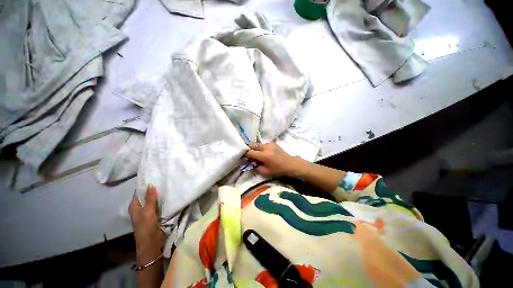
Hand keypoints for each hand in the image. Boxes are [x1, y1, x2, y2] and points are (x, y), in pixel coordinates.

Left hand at [129, 184, 164, 264]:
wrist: (152, 244)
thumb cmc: (146, 227)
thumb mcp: (148, 212)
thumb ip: (150, 199)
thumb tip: (150, 184)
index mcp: (134, 207)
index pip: (138, 193)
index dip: (145, 185)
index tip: (155, 177)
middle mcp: (140, 208)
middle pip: (146, 196)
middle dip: (154, 189)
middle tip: (164, 180)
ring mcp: (148, 212)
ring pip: (153, 200)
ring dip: (159, 195)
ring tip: (168, 186)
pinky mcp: (155, 215)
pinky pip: (158, 205)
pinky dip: (162, 201)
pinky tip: (169, 196)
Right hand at [244, 142, 304, 177]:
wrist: (290, 164)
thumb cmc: (278, 170)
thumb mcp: (265, 172)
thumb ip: (255, 168)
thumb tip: (250, 163)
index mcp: (264, 155)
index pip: (250, 152)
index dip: (245, 155)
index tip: (243, 157)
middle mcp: (266, 147)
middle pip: (252, 144)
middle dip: (249, 149)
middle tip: (250, 155)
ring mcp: (270, 144)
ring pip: (258, 144)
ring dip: (256, 148)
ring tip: (258, 154)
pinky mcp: (273, 143)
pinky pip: (263, 144)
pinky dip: (262, 148)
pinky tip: (265, 152)